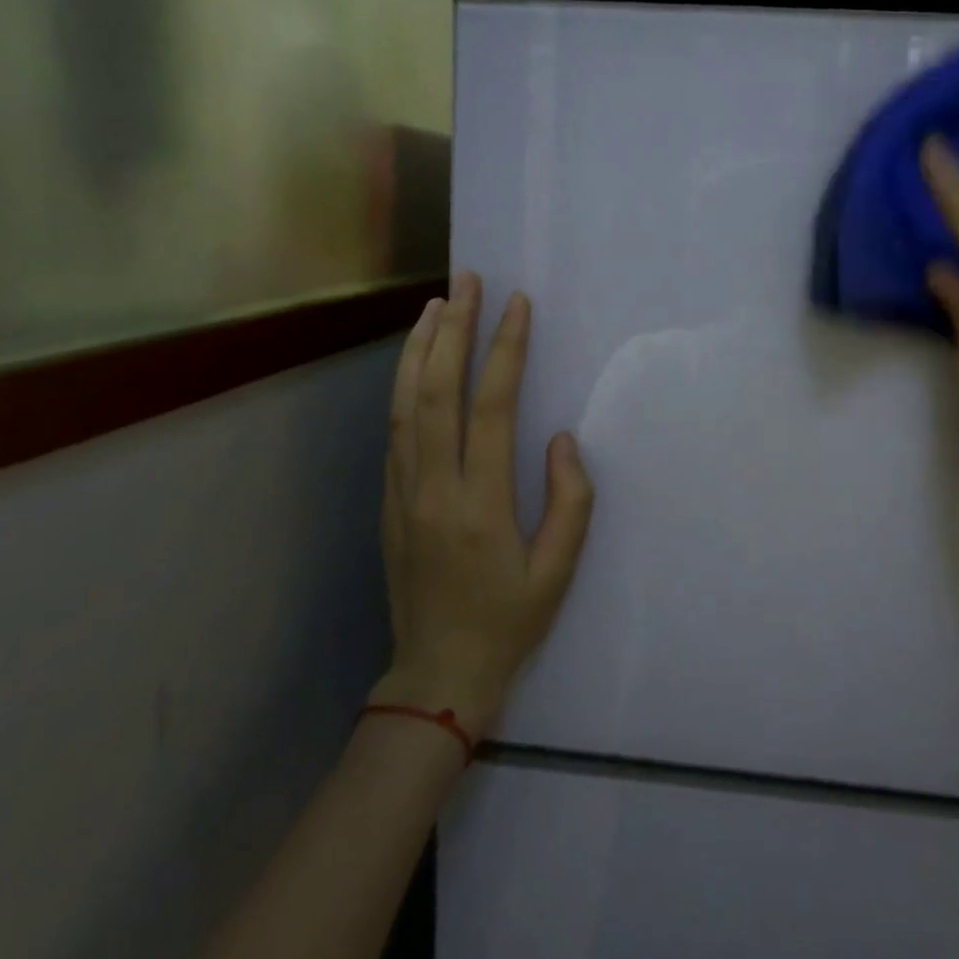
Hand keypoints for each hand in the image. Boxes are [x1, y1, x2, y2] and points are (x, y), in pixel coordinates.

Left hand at [370, 274, 595, 735]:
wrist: (437, 676)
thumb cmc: (509, 624)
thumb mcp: (558, 571)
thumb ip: (569, 501)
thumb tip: (561, 439)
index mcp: (480, 504)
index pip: (491, 408)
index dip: (504, 350)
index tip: (517, 306)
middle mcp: (434, 488)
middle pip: (437, 392)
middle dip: (453, 330)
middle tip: (466, 282)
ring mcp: (402, 494)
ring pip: (404, 406)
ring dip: (419, 350)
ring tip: (435, 305)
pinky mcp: (388, 504)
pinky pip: (394, 432)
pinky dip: (403, 387)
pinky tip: (415, 365)